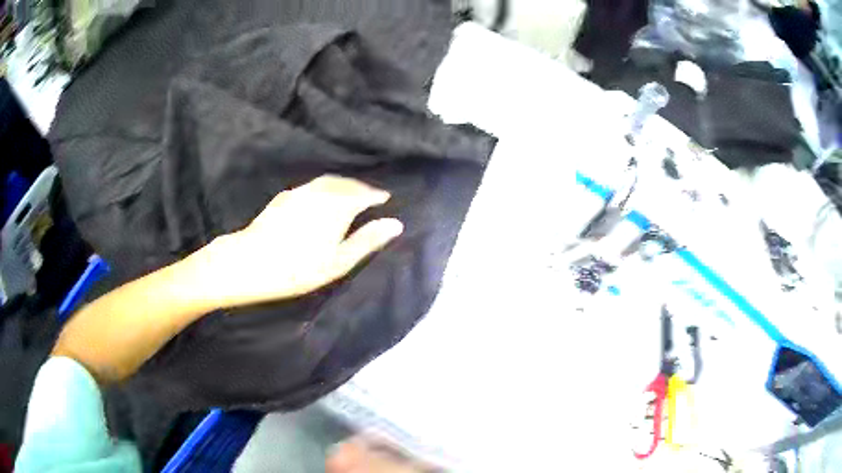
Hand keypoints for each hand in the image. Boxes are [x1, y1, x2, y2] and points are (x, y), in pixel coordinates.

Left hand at [193, 175, 403, 307]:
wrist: (249, 262)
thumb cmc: (298, 268)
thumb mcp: (338, 261)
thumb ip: (367, 240)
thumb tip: (396, 224)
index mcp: (338, 205)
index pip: (364, 194)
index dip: (377, 196)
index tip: (386, 199)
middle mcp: (321, 191)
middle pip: (346, 183)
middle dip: (360, 187)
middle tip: (370, 196)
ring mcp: (300, 192)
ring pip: (328, 182)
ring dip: (343, 185)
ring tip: (349, 195)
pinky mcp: (285, 197)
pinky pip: (312, 186)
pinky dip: (324, 188)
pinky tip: (321, 199)